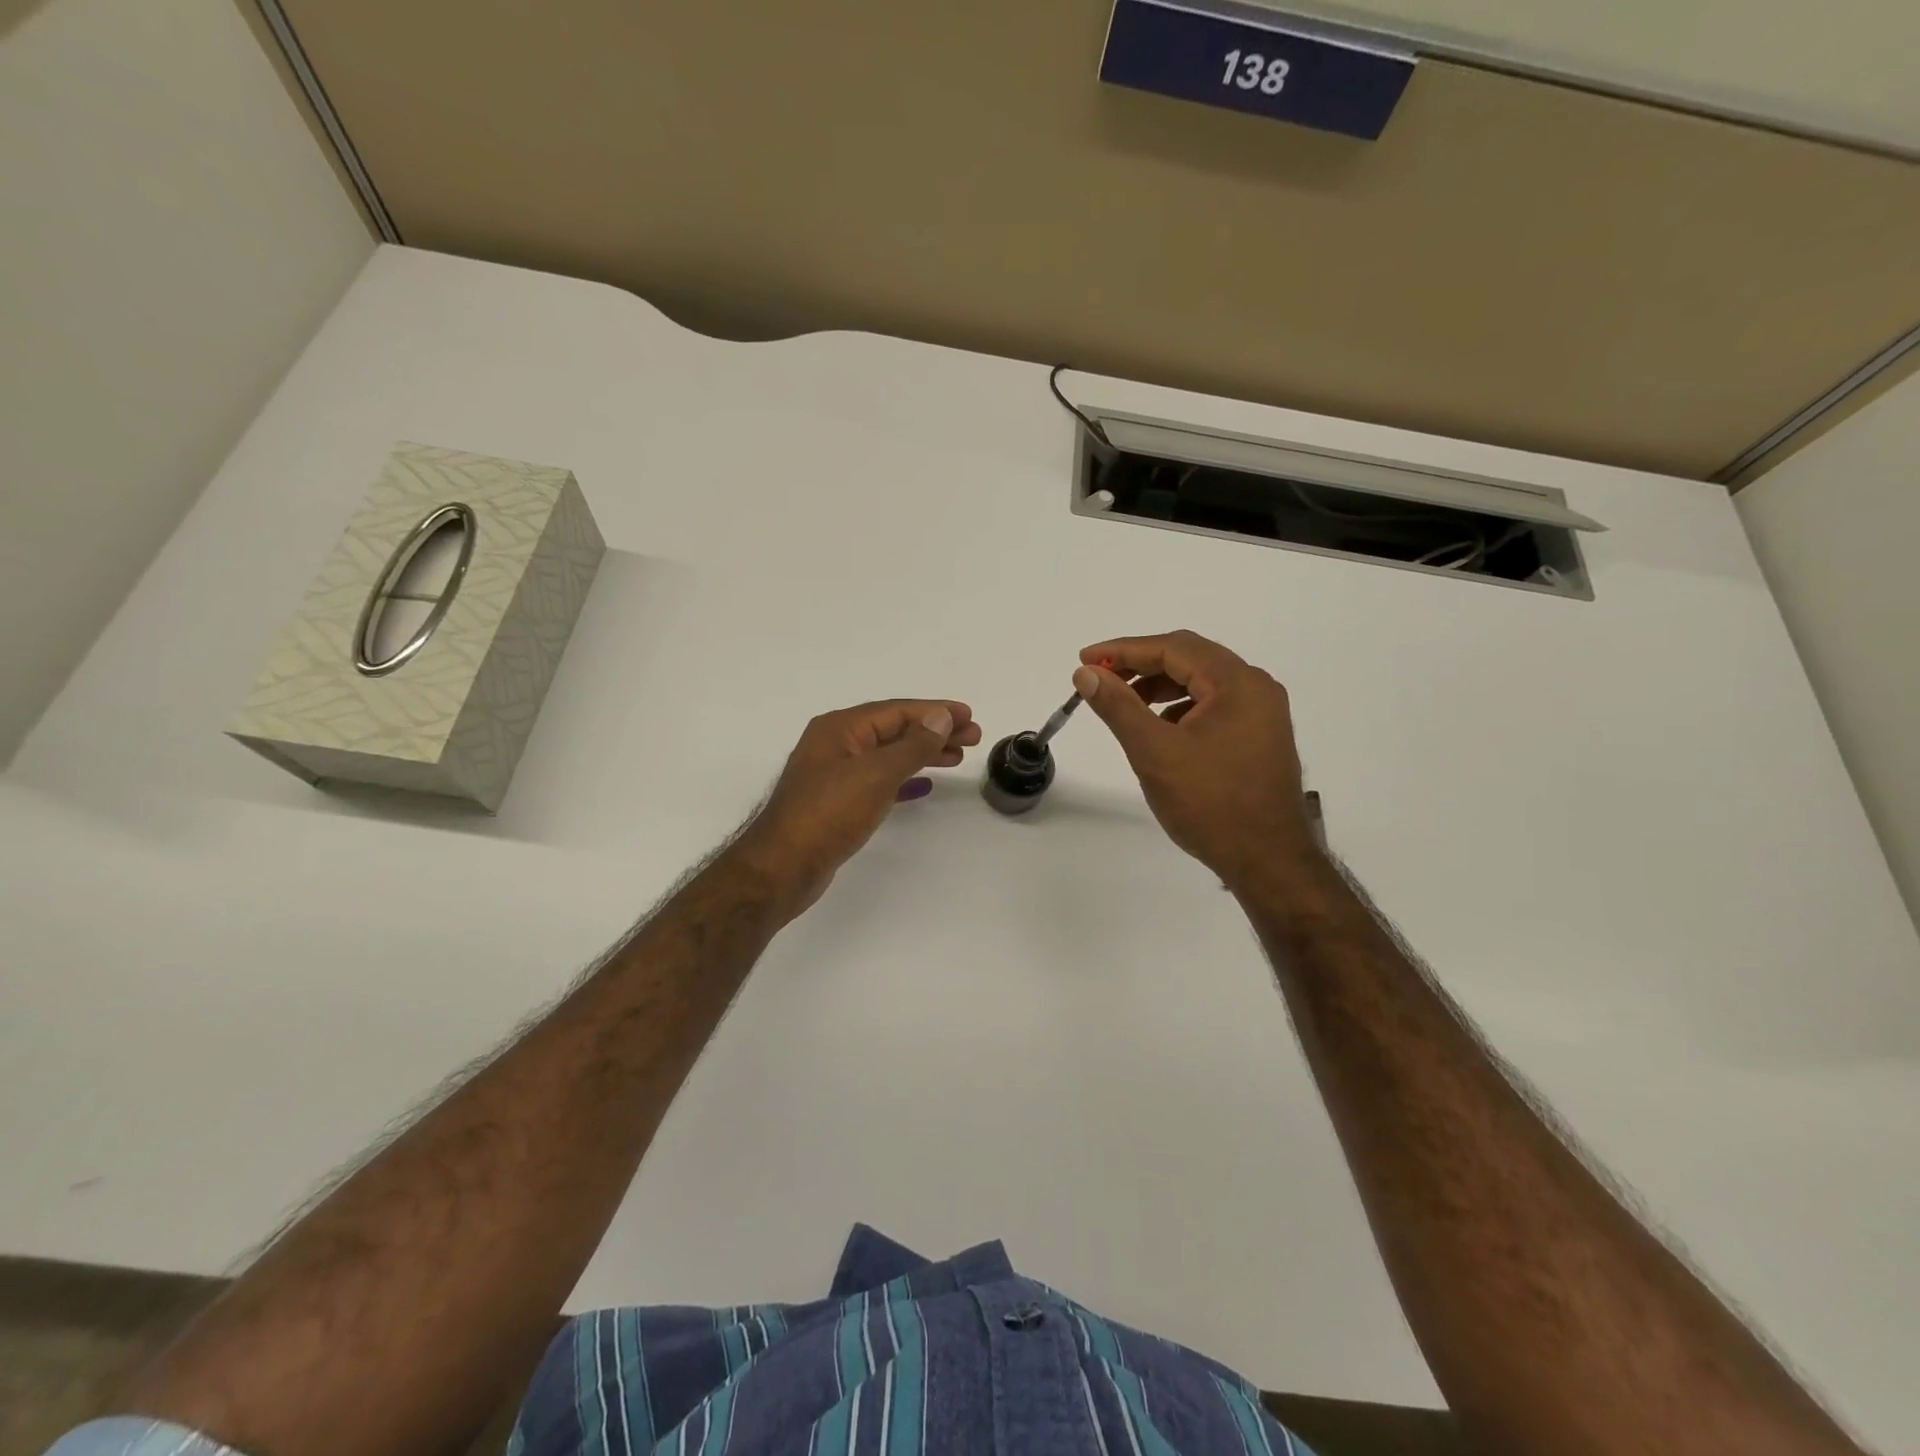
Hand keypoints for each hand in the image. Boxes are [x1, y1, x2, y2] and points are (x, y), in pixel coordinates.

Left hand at [732, 699, 981, 911]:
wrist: (784, 867)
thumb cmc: (829, 814)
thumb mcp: (877, 774)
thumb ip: (912, 745)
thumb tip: (940, 717)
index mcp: (840, 728)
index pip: (897, 711)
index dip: (936, 712)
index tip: (969, 716)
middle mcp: (836, 744)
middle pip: (894, 730)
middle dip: (933, 732)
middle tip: (972, 738)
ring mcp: (835, 774)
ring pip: (888, 755)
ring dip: (922, 754)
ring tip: (956, 758)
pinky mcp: (838, 802)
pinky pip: (879, 781)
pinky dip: (903, 779)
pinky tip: (924, 786)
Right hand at [1073, 631, 1317, 888]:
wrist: (1268, 861)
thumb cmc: (1210, 804)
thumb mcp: (1154, 752)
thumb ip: (1118, 706)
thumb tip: (1085, 673)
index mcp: (1237, 683)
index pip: (1173, 648)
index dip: (1124, 650)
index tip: (1085, 660)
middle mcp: (1256, 687)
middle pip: (1190, 658)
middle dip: (1141, 665)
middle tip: (1101, 678)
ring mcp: (1263, 713)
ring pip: (1202, 682)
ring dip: (1160, 686)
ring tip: (1125, 704)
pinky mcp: (1260, 736)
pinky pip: (1214, 705)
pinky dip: (1181, 707)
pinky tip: (1160, 729)